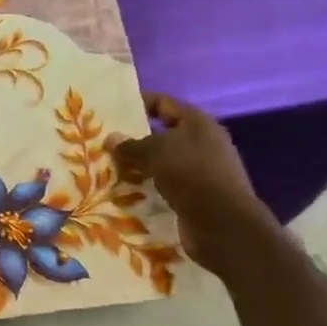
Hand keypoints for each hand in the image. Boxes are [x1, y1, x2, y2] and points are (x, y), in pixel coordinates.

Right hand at [112, 93, 279, 270]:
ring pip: (163, 161)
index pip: (163, 103)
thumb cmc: (190, 173)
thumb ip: (130, 144)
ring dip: (140, 165)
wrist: (222, 222)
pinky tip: (128, 190)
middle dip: (135, 138)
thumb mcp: (154, 152)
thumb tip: (111, 138)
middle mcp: (204, 142)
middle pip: (163, 133)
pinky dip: (149, 185)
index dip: (138, 103)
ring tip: (110, 167)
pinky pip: (167, 183)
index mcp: (197, 122)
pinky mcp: (199, 194)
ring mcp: (203, 169)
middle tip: (104, 142)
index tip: (111, 109)